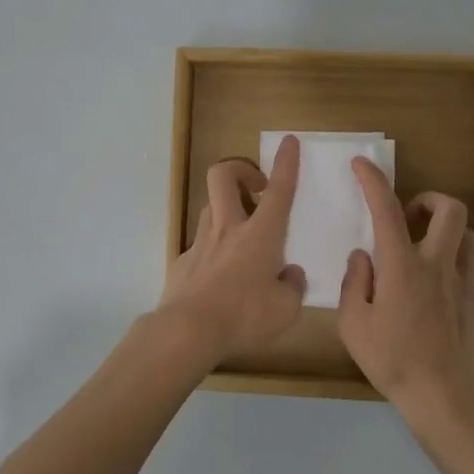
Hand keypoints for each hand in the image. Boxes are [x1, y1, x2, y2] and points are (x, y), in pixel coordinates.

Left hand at [158, 136, 306, 362]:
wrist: (187, 331)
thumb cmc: (244, 317)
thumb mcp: (286, 310)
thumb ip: (292, 287)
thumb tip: (290, 274)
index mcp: (260, 235)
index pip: (278, 190)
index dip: (286, 163)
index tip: (289, 142)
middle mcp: (228, 228)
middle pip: (223, 176)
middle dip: (240, 169)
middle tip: (256, 187)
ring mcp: (200, 242)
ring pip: (210, 206)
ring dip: (227, 208)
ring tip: (242, 234)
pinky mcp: (182, 262)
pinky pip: (200, 244)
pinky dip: (213, 249)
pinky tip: (219, 275)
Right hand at [336, 157, 473, 422]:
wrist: (445, 397)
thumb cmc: (392, 360)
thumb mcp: (353, 324)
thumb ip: (354, 283)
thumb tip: (362, 257)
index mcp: (402, 266)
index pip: (387, 210)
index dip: (373, 181)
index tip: (361, 164)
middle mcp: (437, 265)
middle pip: (450, 210)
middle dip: (429, 198)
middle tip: (408, 213)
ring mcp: (462, 283)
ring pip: (465, 234)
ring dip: (444, 228)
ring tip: (422, 246)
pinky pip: (466, 266)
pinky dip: (449, 261)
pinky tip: (431, 289)